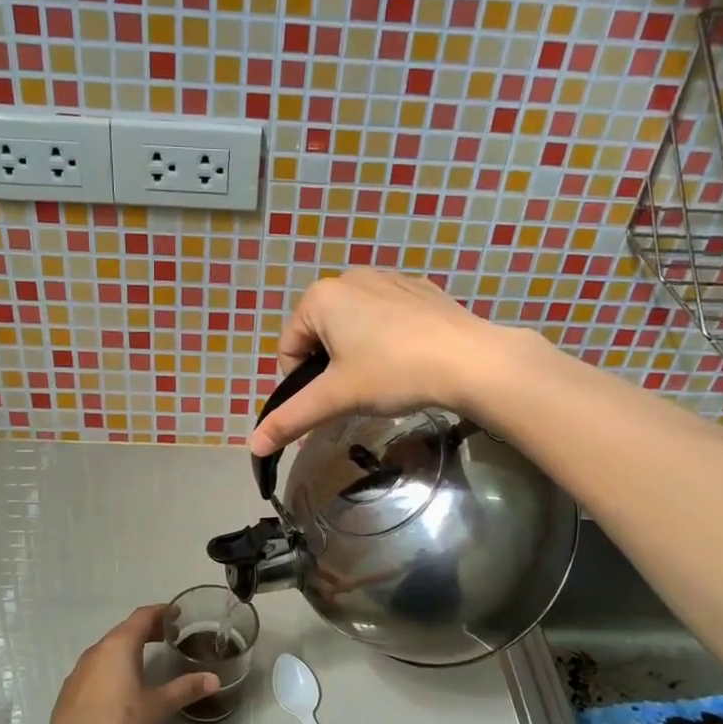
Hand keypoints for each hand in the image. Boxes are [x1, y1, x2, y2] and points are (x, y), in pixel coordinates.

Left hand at [41, 606, 218, 723]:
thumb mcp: (156, 708)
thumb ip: (184, 690)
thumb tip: (214, 679)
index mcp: (119, 646)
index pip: (142, 616)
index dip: (161, 612)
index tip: (179, 614)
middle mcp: (97, 650)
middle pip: (125, 630)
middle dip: (148, 630)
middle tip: (170, 636)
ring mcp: (80, 670)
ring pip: (110, 649)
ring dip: (130, 648)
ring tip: (149, 659)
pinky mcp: (71, 690)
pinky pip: (98, 666)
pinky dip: (115, 665)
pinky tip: (123, 686)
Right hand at [250, 269, 522, 455]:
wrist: (469, 360)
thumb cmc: (392, 372)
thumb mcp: (336, 398)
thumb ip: (291, 418)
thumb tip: (253, 446)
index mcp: (321, 297)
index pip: (289, 348)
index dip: (301, 383)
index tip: (330, 401)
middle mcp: (349, 277)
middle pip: (321, 335)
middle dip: (331, 367)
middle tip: (358, 393)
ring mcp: (388, 278)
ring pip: (355, 325)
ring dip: (358, 354)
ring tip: (385, 378)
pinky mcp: (419, 289)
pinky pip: (387, 316)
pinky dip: (388, 339)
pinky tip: (409, 360)